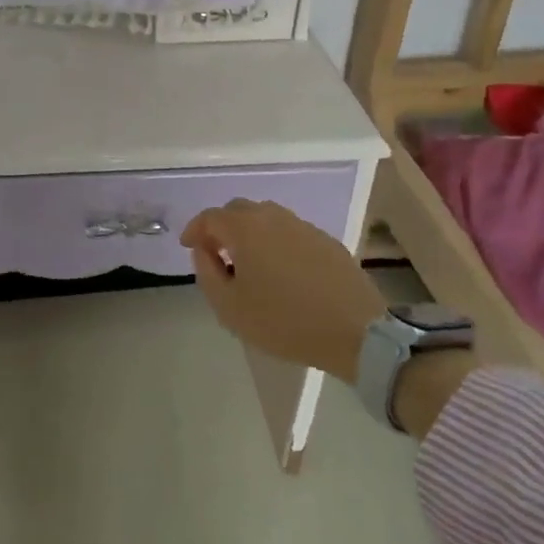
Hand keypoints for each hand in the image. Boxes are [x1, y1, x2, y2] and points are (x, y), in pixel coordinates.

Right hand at [181, 199, 383, 381]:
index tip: (188, 247)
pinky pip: (290, 232)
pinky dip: (276, 242)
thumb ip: (207, 273)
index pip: (210, 217)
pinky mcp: (327, 241)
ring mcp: (303, 226)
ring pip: (266, 218)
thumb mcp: (230, 307)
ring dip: (250, 233)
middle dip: (222, 227)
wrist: (355, 332)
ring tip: (249, 262)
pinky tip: (281, 270)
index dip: (195, 230)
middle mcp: (273, 217)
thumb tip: (204, 250)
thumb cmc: (284, 321)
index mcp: (245, 228)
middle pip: (238, 210)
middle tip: (217, 254)